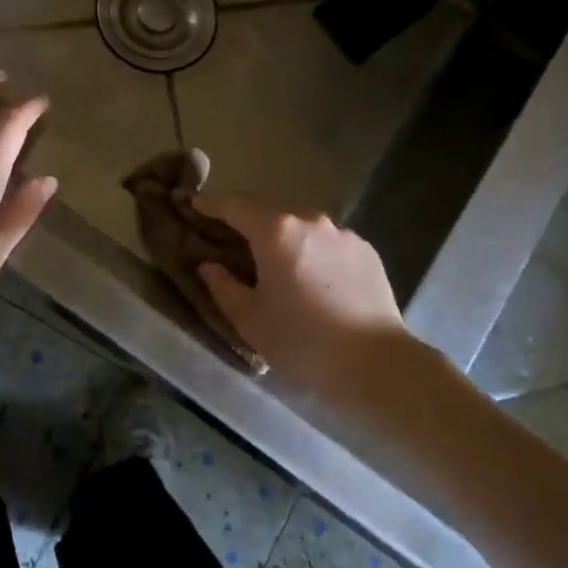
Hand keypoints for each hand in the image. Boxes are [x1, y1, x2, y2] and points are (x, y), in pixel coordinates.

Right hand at [192, 194, 412, 396]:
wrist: (374, 363)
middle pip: (269, 207)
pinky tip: (309, 273)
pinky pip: (327, 239)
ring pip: (301, 222)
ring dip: (281, 231)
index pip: (235, 205)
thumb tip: (209, 265)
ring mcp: (342, 233)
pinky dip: (310, 247)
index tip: (193, 204)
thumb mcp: (250, 319)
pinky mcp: (365, 250)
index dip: (210, 204)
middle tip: (227, 229)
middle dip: (245, 214)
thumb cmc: (301, 342)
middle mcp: (310, 220)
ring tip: (270, 254)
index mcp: (276, 231)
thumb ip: (223, 286)